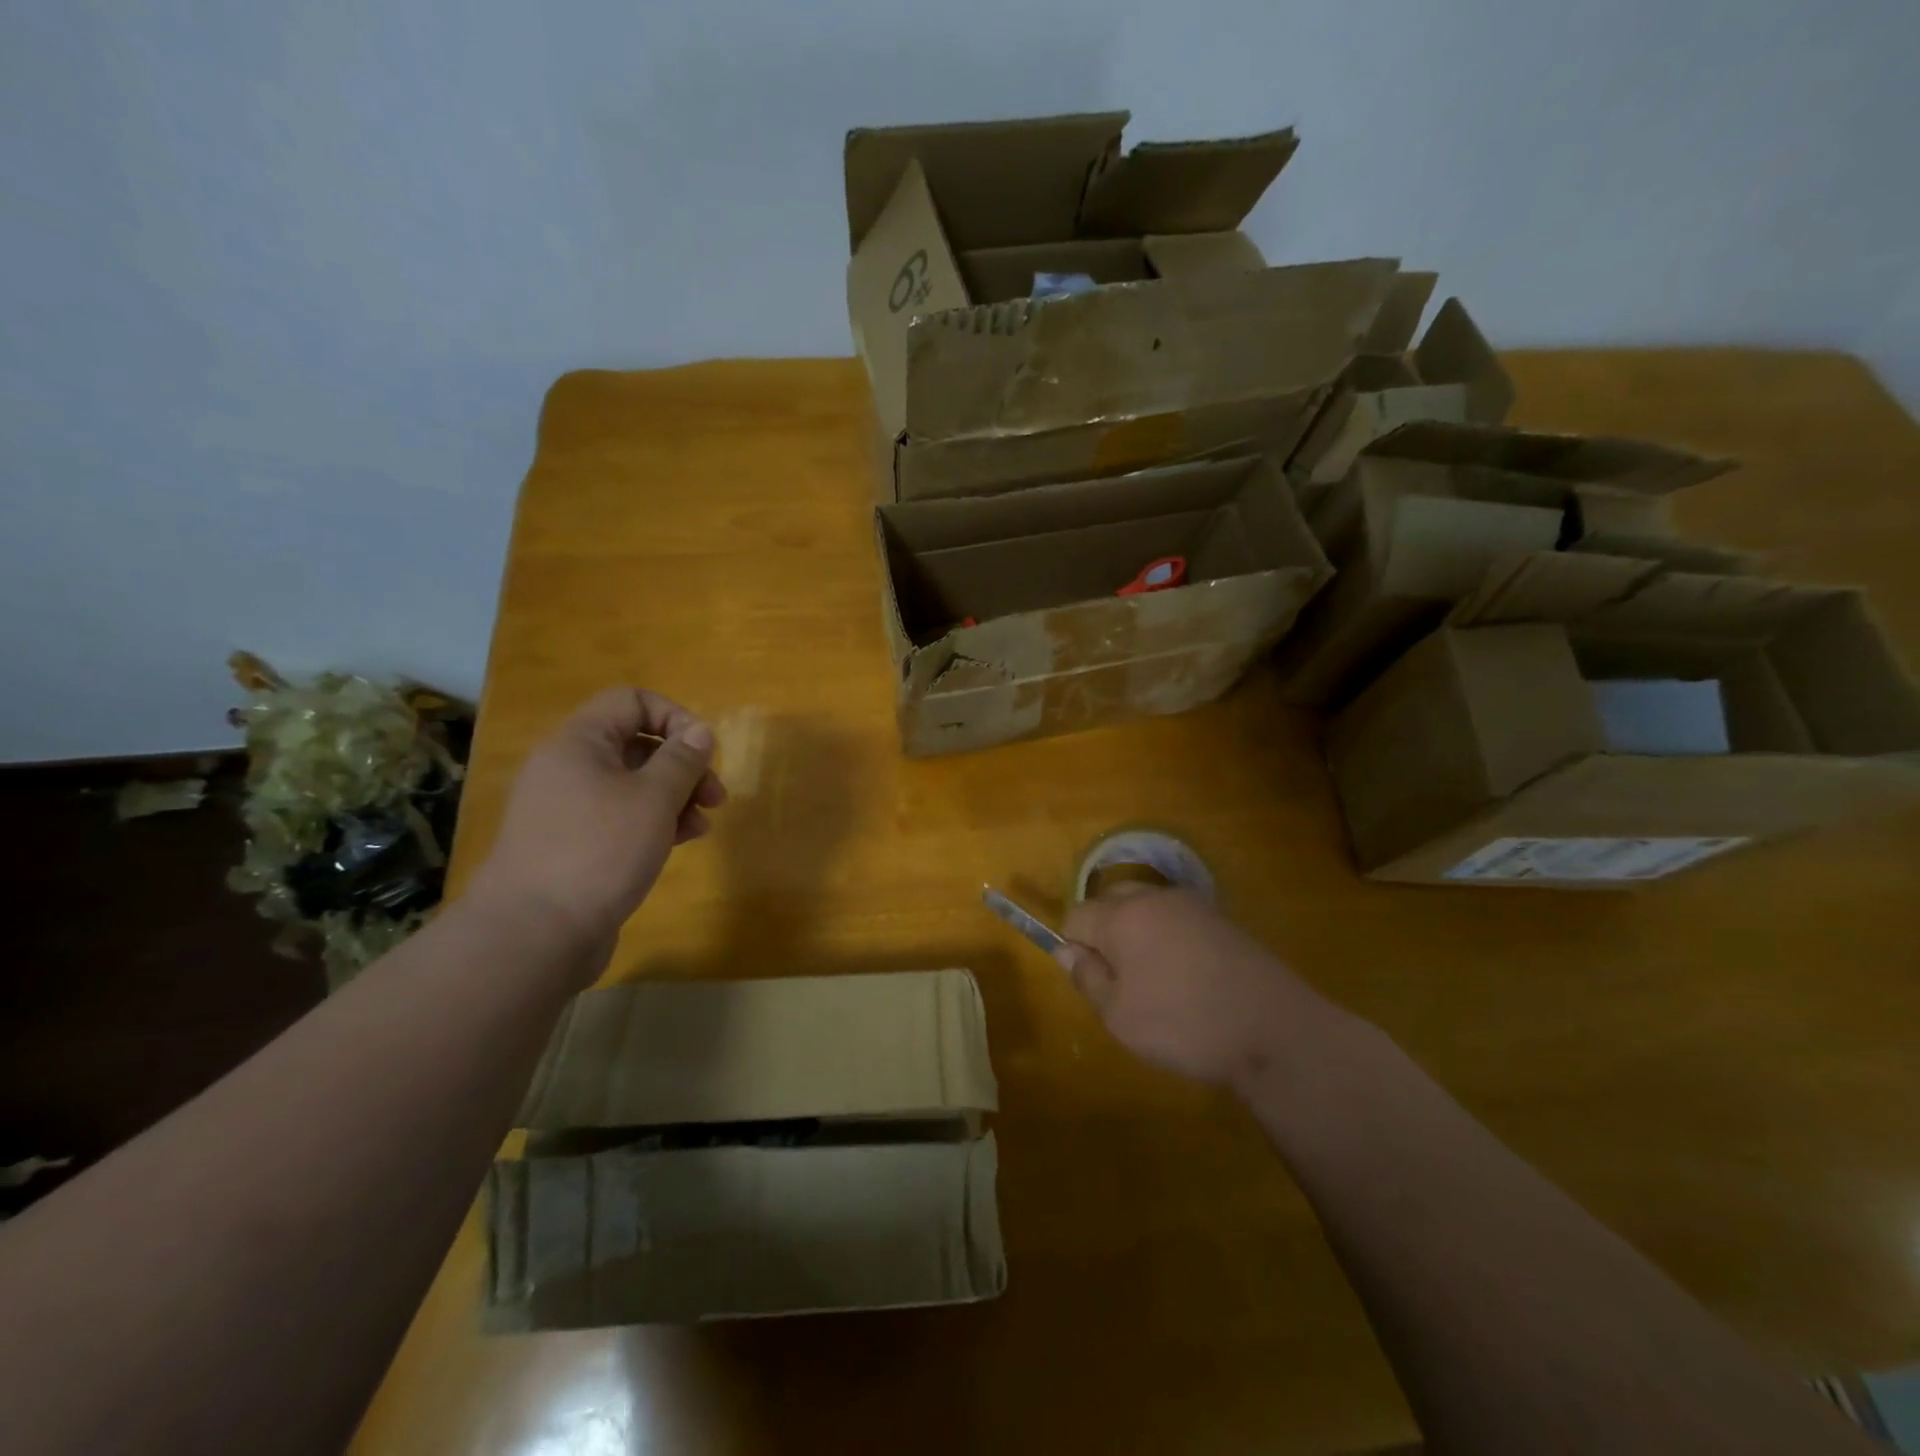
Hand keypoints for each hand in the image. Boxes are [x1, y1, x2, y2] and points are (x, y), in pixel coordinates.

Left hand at [472, 687, 725, 948]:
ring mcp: (568, 808)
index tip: (703, 751)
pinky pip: (621, 816)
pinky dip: (654, 821)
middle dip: (683, 765)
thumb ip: (682, 760)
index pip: (631, 701)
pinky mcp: (574, 844)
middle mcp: (568, 768)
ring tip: (702, 825)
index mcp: (579, 743)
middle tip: (715, 795)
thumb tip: (700, 731)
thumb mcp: (653, 799)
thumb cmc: (600, 851)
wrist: (535, 933)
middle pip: (636, 744)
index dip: (674, 717)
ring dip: (675, 796)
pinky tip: (680, 842)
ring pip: (633, 784)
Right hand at [1056, 886, 1326, 1089]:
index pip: (1075, 915)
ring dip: (1138, 933)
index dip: (1074, 947)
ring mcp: (1192, 904)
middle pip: (1110, 901)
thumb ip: (1087, 978)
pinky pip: (1177, 917)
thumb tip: (1066, 952)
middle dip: (1104, 932)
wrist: (1275, 1030)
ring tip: (1156, 980)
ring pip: (1145, 906)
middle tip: (1121, 979)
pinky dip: (1170, 937)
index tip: (1094, 981)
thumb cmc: (1184, 1025)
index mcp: (1121, 916)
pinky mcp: (1222, 918)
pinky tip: (1188, 976)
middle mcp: (1153, 897)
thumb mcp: (1119, 1016)